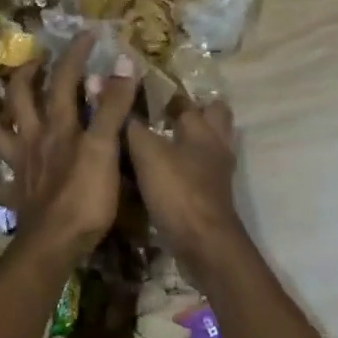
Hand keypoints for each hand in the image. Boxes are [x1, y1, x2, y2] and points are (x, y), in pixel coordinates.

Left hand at [0, 32, 139, 258]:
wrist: (53, 244)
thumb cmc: (84, 196)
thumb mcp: (105, 148)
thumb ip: (113, 106)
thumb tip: (125, 62)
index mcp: (58, 125)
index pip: (65, 78)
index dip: (76, 53)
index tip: (88, 34)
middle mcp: (34, 138)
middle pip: (20, 97)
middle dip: (28, 73)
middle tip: (39, 61)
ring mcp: (21, 164)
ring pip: (1, 129)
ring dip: (4, 112)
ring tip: (14, 104)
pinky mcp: (17, 189)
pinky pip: (2, 170)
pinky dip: (3, 160)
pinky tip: (9, 159)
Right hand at [125, 99, 245, 276]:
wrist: (205, 243)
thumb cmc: (178, 191)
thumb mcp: (147, 154)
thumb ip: (133, 128)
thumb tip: (119, 106)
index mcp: (203, 129)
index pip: (188, 101)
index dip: (167, 95)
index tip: (144, 93)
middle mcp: (216, 146)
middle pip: (213, 118)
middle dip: (193, 112)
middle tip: (161, 115)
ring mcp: (218, 173)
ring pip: (207, 146)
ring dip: (188, 142)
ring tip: (158, 144)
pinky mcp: (212, 196)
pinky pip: (200, 171)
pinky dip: (185, 168)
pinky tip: (162, 174)